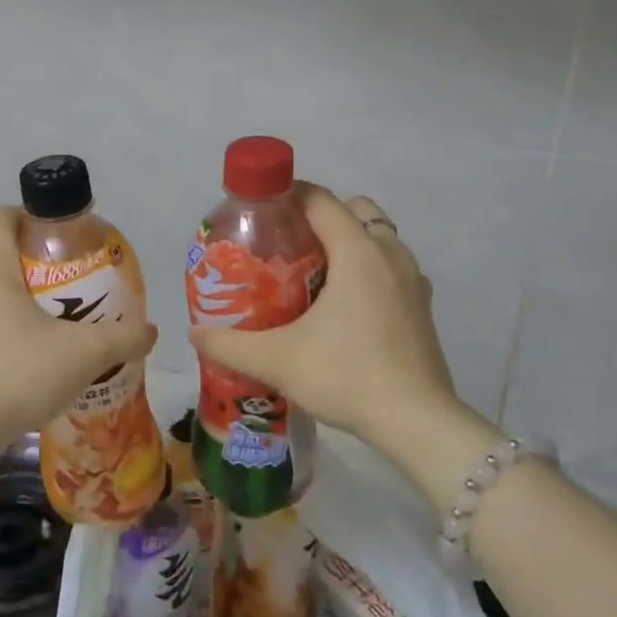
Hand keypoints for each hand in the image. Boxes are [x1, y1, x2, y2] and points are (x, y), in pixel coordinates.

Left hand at [0, 207, 157, 461]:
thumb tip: (152, 330)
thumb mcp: (85, 355)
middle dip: (23, 262)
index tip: (57, 237)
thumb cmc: (20, 375)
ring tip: (34, 325)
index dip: (29, 217)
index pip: (2, 217)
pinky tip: (7, 358)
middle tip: (58, 286)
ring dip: (1, 297)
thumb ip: (124, 337)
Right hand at [186, 183, 471, 467]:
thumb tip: (194, 333)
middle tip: (288, 245)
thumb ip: (230, 344)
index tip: (260, 208)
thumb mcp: (277, 360)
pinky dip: (369, 270)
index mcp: (358, 252)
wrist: (416, 421)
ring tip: (313, 275)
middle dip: (322, 216)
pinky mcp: (423, 308)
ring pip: (379, 239)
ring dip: (349, 243)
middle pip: (356, 211)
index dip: (288, 194)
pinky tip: (344, 307)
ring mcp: (413, 282)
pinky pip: (392, 269)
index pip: (321, 200)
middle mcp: (390, 255)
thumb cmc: (346, 376)